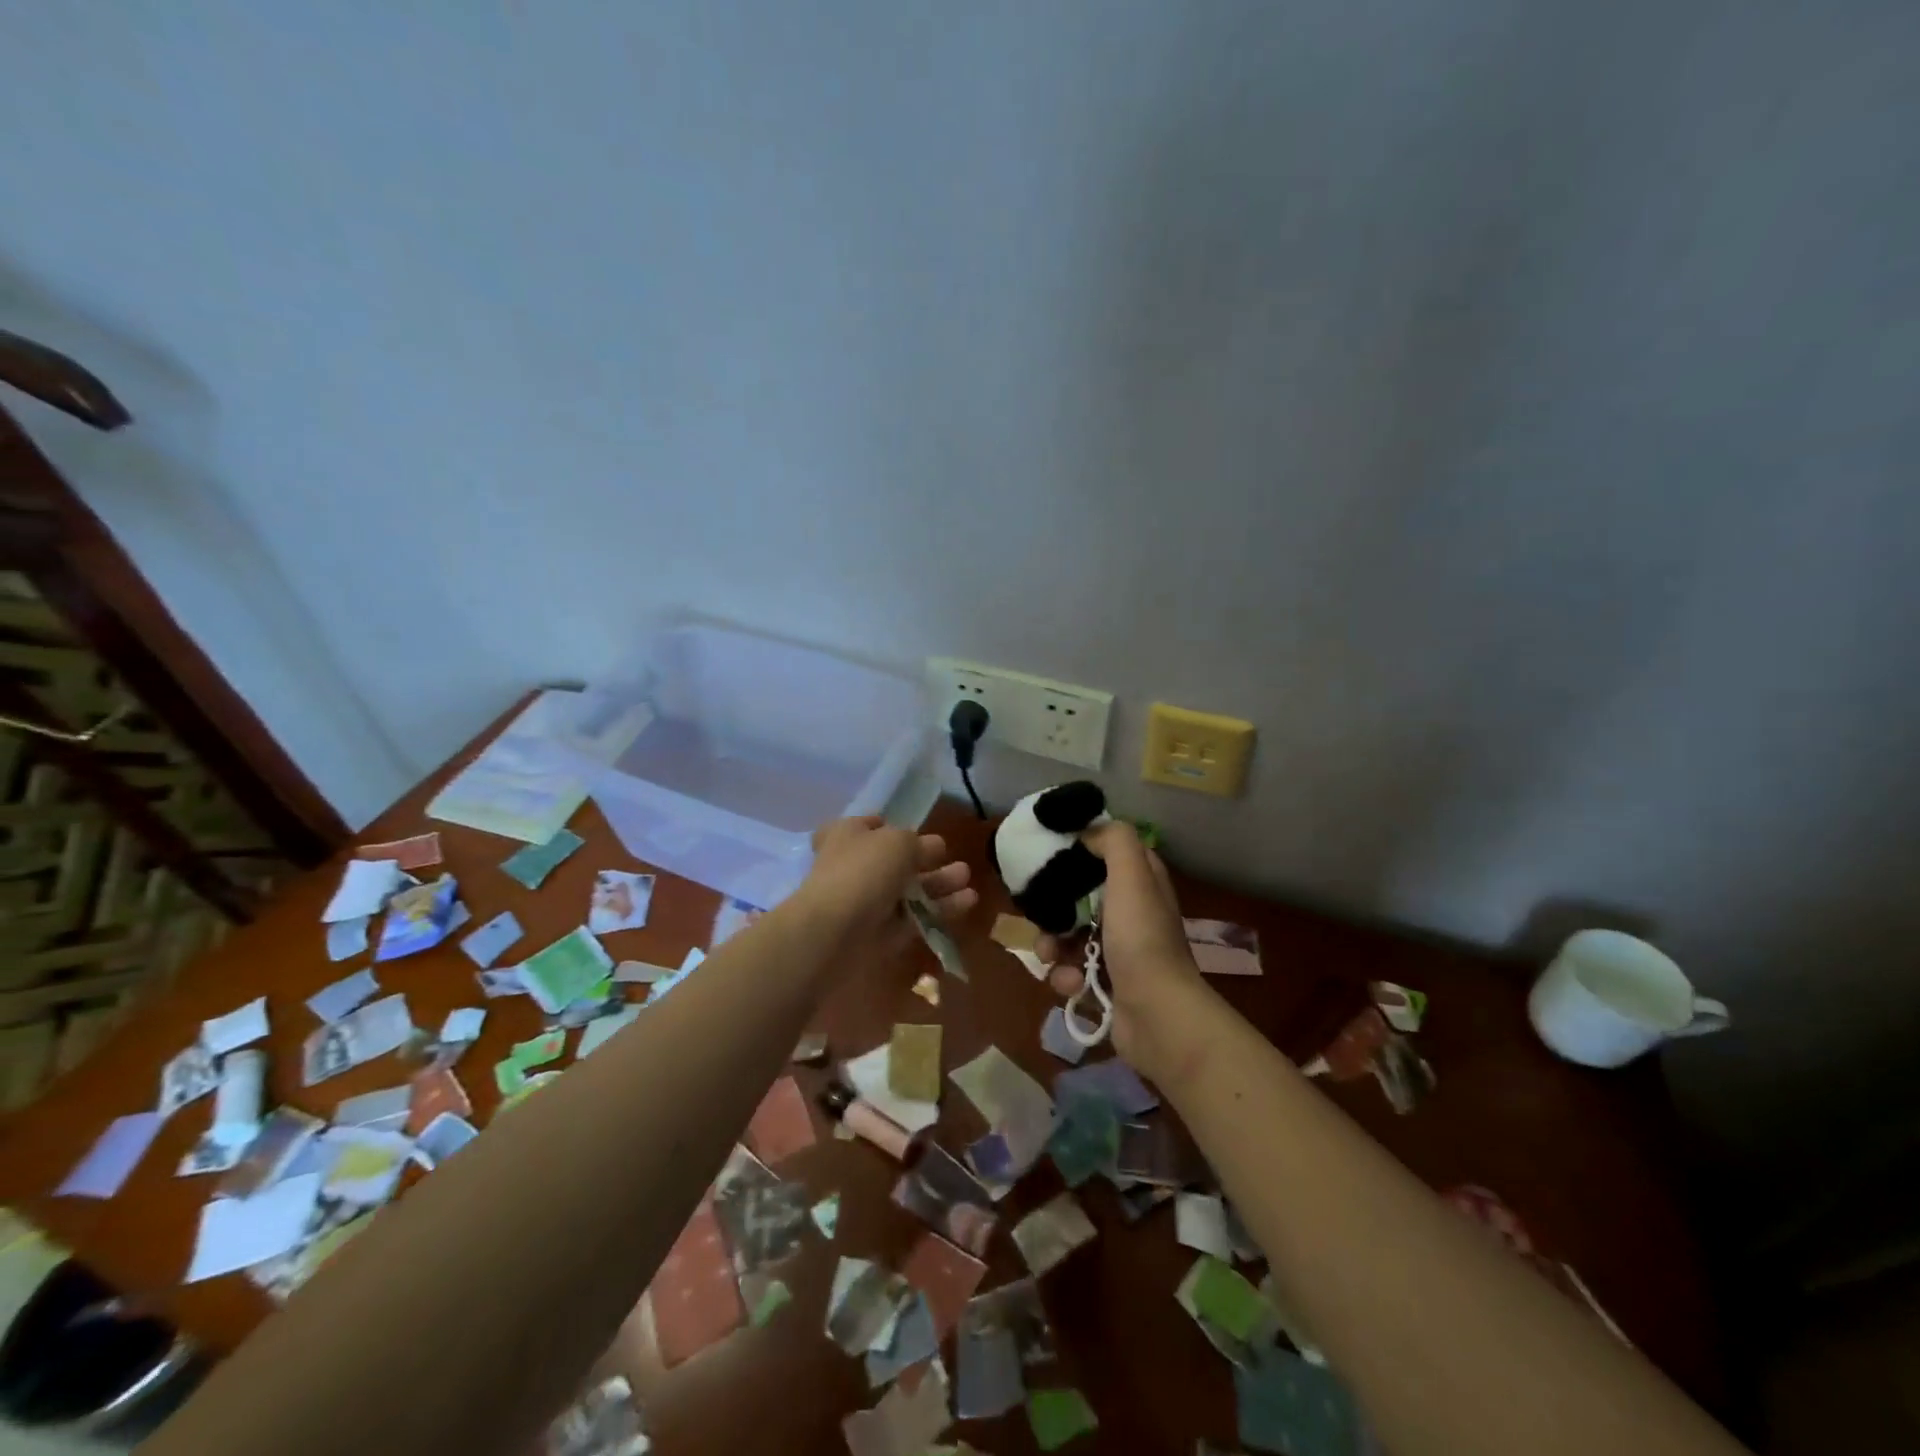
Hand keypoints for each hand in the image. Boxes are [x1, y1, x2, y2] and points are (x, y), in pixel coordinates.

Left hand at [800, 815, 976, 961]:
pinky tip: (967, 902)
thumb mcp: (898, 842)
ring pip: (908, 891)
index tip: (916, 830)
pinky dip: (938, 910)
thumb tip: (932, 847)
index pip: (866, 826)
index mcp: (848, 835)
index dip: (889, 826)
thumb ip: (919, 843)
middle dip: (927, 860)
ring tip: (967, 881)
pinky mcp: (879, 934)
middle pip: (895, 861)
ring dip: (938, 884)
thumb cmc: (863, 872)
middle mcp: (855, 866)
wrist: (833, 932)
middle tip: (955, 860)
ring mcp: (866, 902)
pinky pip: (914, 919)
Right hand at [1037, 822, 1205, 1077]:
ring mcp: (1118, 950)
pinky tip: (1071, 984)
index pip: (1107, 852)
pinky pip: (1070, 970)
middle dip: (1054, 906)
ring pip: (1068, 934)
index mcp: (1141, 883)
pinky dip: (1065, 976)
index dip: (1080, 849)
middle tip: (1040, 911)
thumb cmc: (1141, 939)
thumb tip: (1088, 831)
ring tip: (1049, 956)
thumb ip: (1114, 841)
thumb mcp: (1132, 875)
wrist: (1157, 1015)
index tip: (1048, 852)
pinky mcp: (1105, 983)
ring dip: (1051, 944)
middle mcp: (1131, 912)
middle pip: (1079, 895)